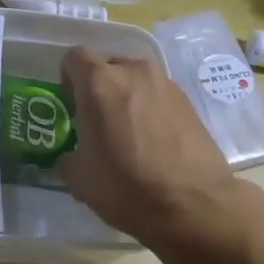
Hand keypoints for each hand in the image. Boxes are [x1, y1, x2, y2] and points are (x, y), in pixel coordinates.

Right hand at [57, 46, 239, 242]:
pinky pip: (158, 95)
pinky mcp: (189, 102)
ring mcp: (165, 84)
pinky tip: (155, 142)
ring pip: (135, 80)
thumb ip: (67, 157)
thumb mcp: (79, 179)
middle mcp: (133, 72)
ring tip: (129, 132)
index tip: (72, 105)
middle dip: (99, 87)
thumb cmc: (128, 186)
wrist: (196, 206)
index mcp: (99, 82)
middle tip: (98, 121)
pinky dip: (151, 109)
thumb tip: (71, 156)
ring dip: (127, 97)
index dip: (68, 78)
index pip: (74, 57)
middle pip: (107, 66)